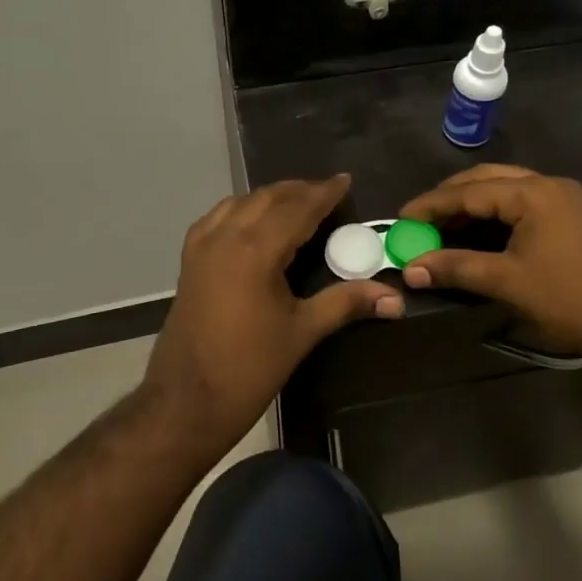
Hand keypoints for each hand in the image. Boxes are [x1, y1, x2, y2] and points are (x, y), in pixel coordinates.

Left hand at [145, 175, 401, 452]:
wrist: (186, 400)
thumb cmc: (249, 368)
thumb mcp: (303, 332)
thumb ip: (346, 303)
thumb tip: (395, 298)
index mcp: (257, 250)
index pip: (298, 208)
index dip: (324, 193)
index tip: (345, 180)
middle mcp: (227, 236)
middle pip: (268, 198)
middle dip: (300, 191)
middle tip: (328, 193)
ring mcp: (202, 246)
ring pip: (240, 202)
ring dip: (271, 197)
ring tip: (297, 204)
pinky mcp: (189, 259)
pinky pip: (218, 217)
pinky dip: (242, 209)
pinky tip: (254, 222)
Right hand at [398, 165, 581, 365]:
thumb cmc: (568, 298)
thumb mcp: (507, 281)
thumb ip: (456, 268)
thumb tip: (410, 269)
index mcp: (534, 193)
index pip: (470, 191)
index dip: (432, 204)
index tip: (401, 217)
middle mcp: (549, 185)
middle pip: (487, 179)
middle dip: (451, 196)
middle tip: (421, 218)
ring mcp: (563, 199)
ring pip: (506, 189)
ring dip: (473, 204)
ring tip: (442, 225)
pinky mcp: (571, 216)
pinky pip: (522, 203)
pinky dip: (494, 214)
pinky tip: (476, 232)